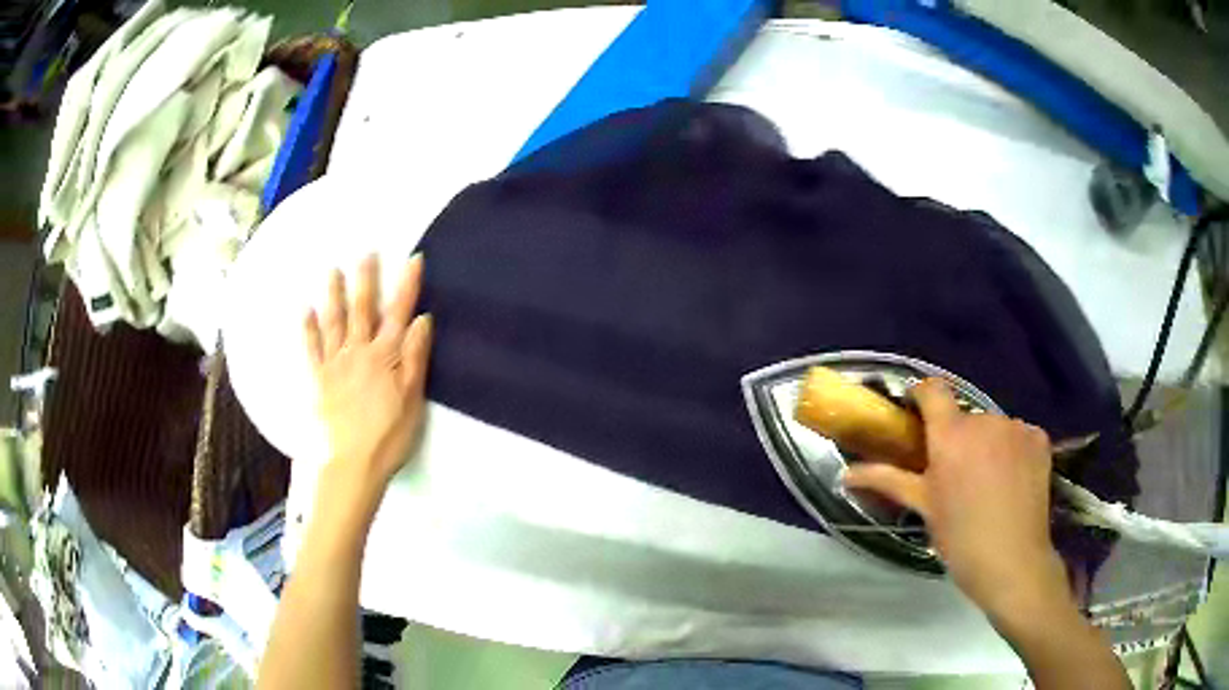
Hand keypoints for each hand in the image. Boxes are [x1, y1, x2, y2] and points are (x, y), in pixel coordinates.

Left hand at [304, 254, 431, 499]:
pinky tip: (305, 310)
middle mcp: (358, 352)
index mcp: (385, 357)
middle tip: (366, 252)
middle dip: (365, 279)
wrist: (352, 465)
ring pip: (334, 322)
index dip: (406, 285)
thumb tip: (421, 319)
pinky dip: (307, 328)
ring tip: (332, 271)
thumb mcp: (412, 401)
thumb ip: (415, 358)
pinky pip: (310, 349)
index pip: (398, 313)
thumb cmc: (389, 437)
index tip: (412, 259)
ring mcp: (334, 364)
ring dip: (333, 294)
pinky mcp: (318, 379)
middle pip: (362, 310)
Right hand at [843, 379, 1070, 624]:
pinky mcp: (1039, 438)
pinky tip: (1013, 479)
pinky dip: (1013, 450)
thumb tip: (846, 473)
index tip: (917, 418)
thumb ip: (887, 480)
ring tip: (988, 481)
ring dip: (987, 443)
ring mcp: (1016, 427)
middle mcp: (985, 420)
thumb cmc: (960, 538)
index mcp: (951, 435)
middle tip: (955, 473)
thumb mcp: (923, 508)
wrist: (1012, 562)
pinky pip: (1019, 434)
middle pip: (965, 416)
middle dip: (957, 436)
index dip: (922, 397)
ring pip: (993, 426)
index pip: (932, 390)